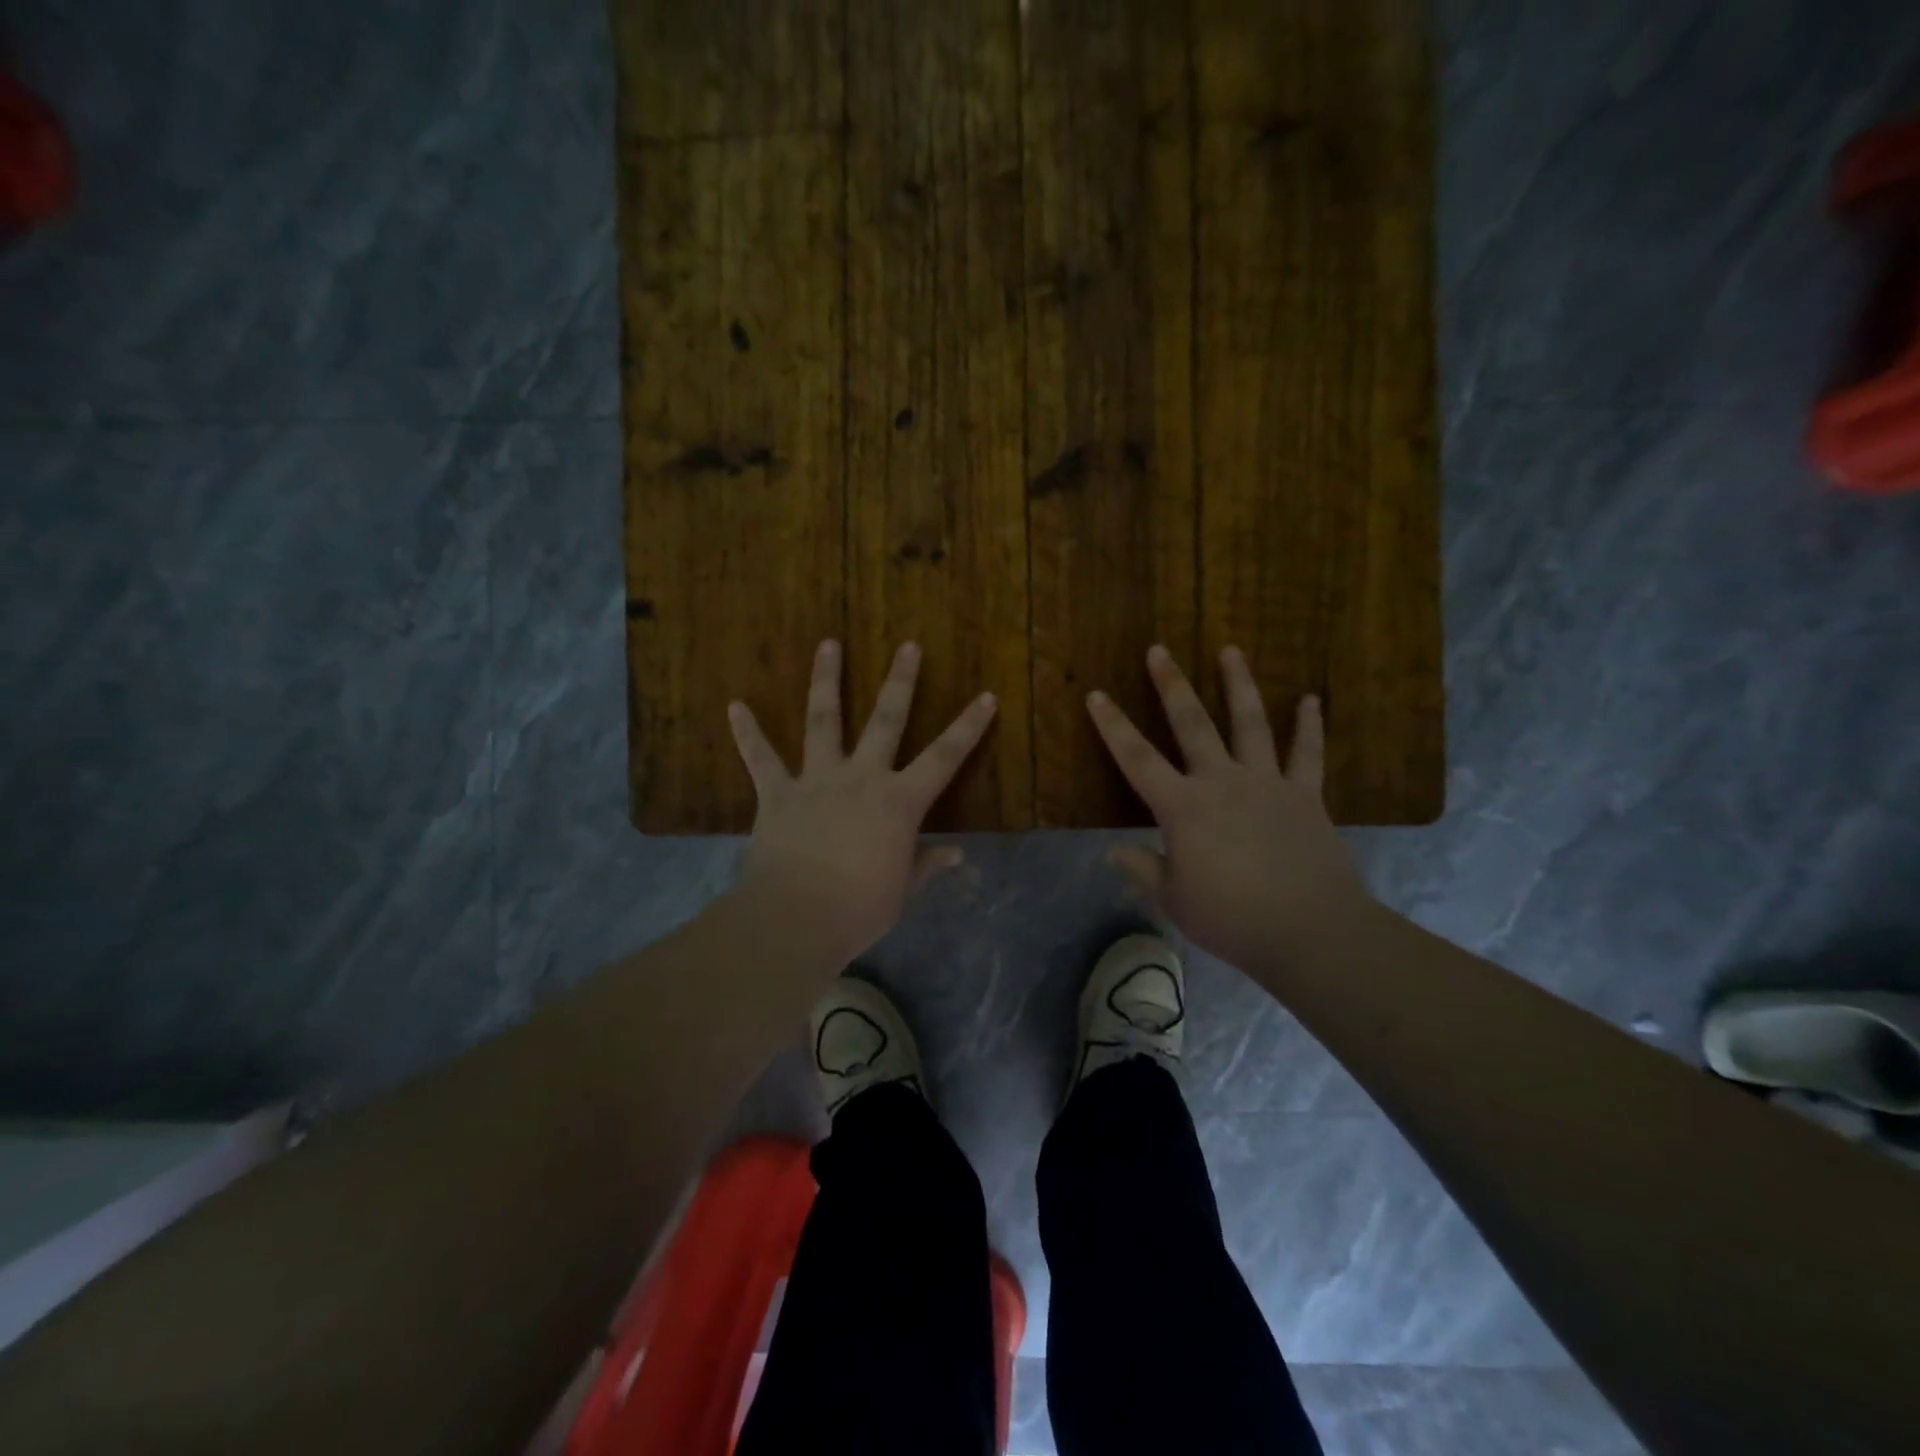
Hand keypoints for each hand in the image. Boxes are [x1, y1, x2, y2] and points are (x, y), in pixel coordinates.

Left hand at [728, 639, 997, 964]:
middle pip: (886, 720)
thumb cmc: (859, 909)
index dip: (969, 727)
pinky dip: (747, 733)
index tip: (986, 696)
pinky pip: (761, 758)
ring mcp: (816, 780)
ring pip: (823, 719)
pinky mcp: (777, 793)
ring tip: (829, 644)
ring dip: (826, 680)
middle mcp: (861, 778)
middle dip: (900, 681)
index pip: (944, 758)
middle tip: (908, 645)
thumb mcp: (903, 891)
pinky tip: (734, 706)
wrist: (796, 918)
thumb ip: (927, 865)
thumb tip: (956, 854)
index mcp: (899, 802)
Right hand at [1086, 644, 1371, 973]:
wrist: (1310, 931)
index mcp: (1183, 808)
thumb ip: (1142, 870)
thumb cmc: (1232, 918)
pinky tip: (1310, 699)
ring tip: (1231, 650)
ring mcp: (1267, 783)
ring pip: (1250, 723)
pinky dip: (1308, 725)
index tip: (1096, 694)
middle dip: (1172, 685)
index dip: (1113, 726)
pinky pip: (1307, 753)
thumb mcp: (1174, 900)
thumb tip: (1114, 851)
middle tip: (1159, 649)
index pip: (1137, 759)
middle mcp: (1222, 782)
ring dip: (1239, 684)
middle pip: (1192, 724)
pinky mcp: (1305, 795)